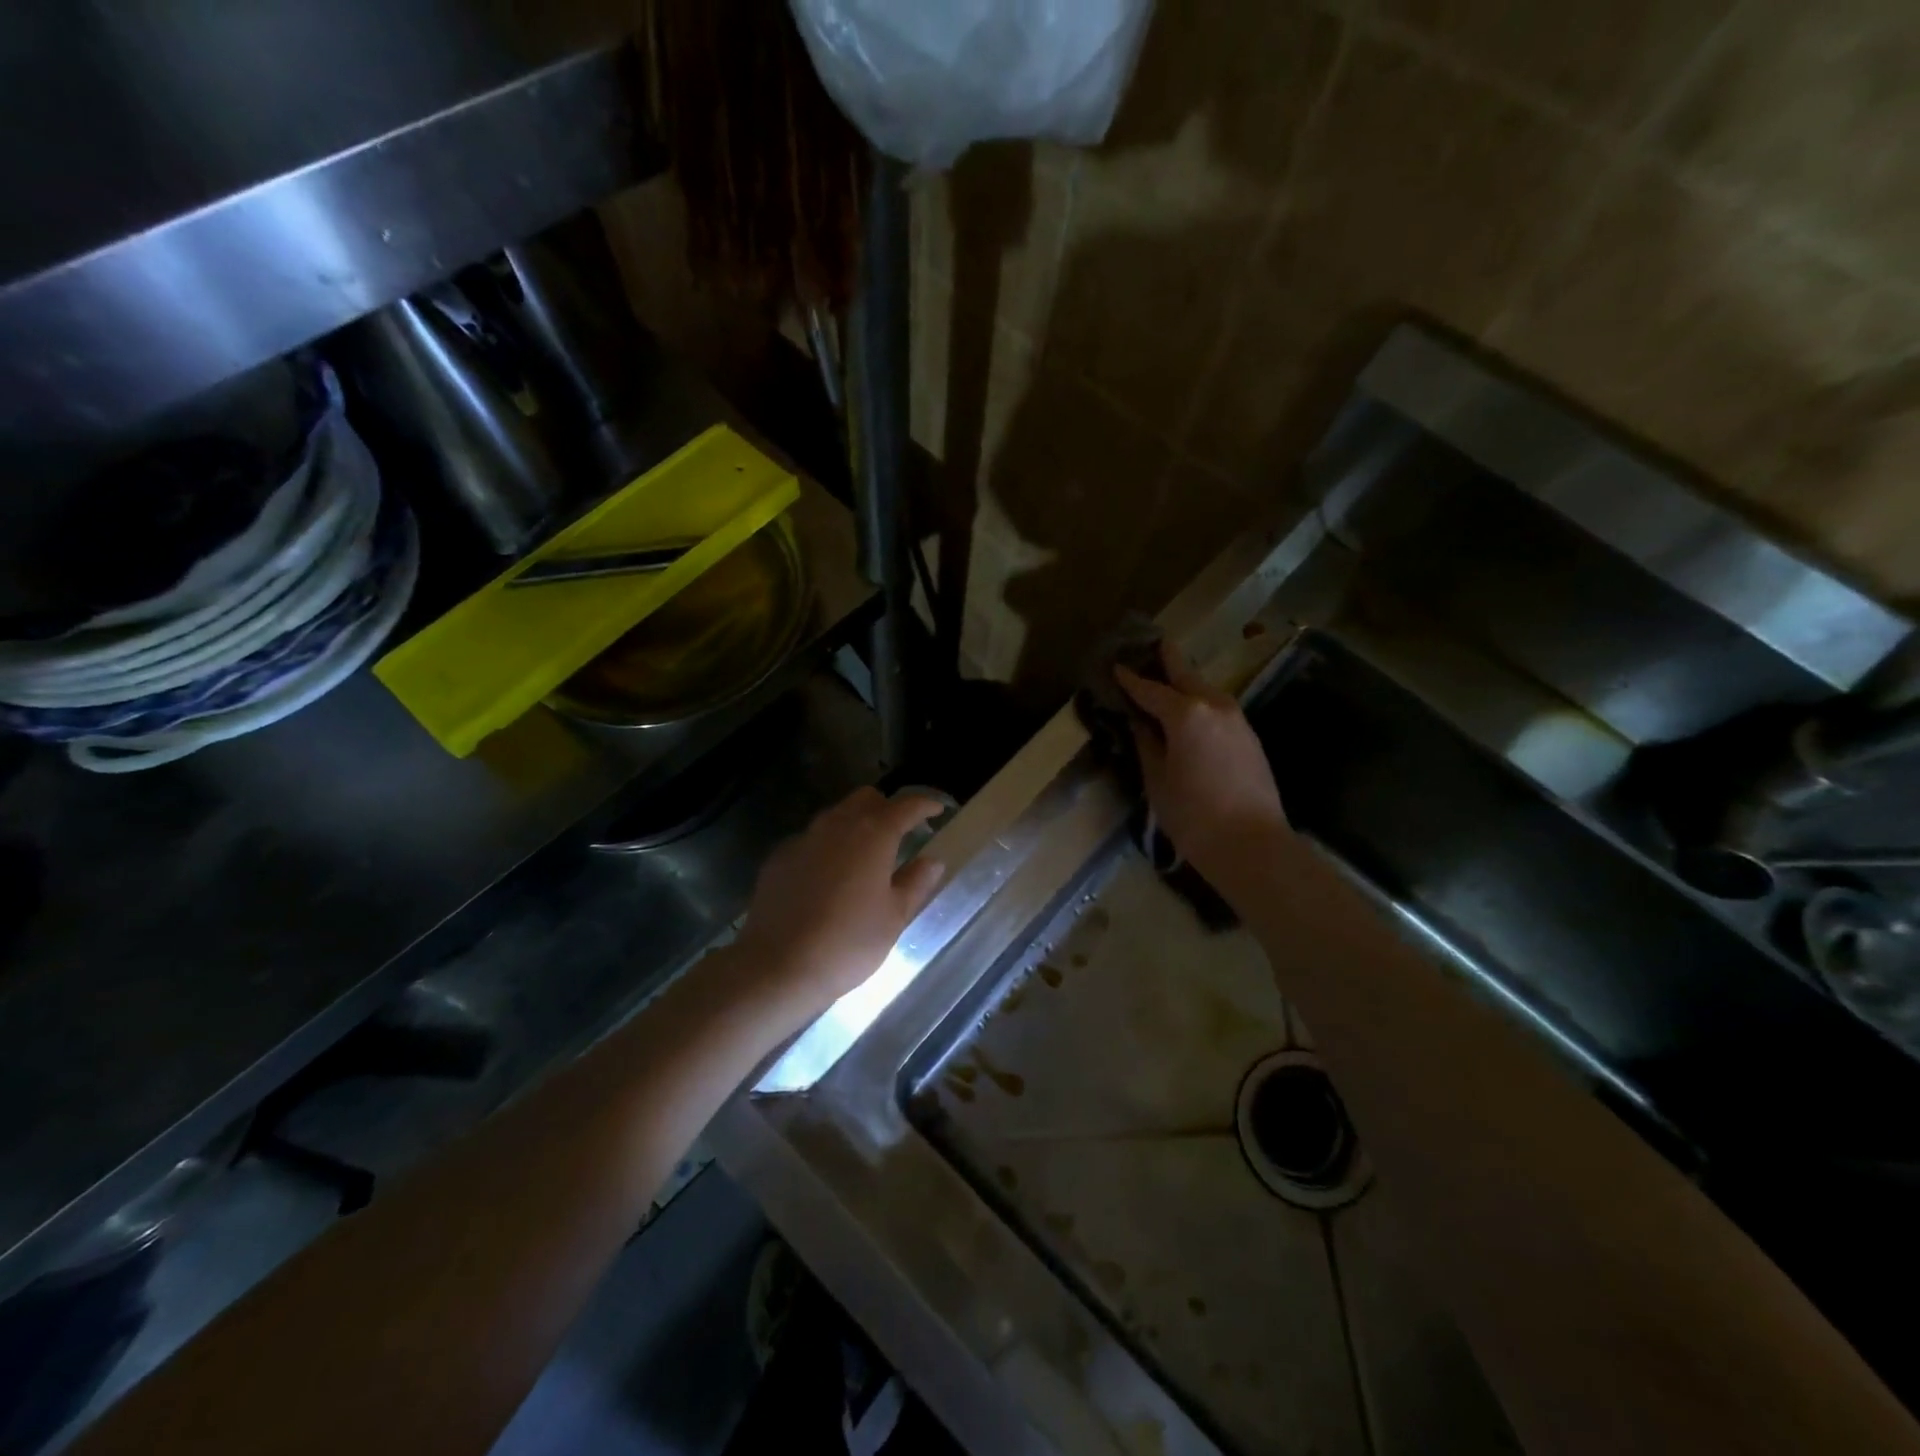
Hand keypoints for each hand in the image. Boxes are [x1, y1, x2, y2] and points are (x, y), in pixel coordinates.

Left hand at [730, 788, 947, 1020]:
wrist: (777, 966)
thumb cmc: (848, 943)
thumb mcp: (894, 917)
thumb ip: (915, 883)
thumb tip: (932, 861)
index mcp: (873, 834)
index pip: (905, 805)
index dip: (925, 804)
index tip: (938, 810)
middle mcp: (837, 825)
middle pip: (866, 799)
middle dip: (887, 808)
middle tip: (901, 832)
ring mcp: (804, 838)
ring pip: (836, 815)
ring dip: (855, 823)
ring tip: (866, 852)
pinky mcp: (779, 856)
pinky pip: (811, 838)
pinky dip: (828, 845)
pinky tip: (830, 874)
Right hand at [1115, 641, 1291, 879]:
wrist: (1252, 845)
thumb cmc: (1193, 815)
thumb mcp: (1157, 780)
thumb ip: (1146, 744)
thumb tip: (1139, 723)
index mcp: (1186, 713)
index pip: (1150, 689)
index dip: (1130, 679)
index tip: (1116, 665)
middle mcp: (1214, 705)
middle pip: (1185, 675)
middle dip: (1166, 660)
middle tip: (1148, 645)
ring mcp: (1237, 719)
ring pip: (1205, 690)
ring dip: (1185, 682)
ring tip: (1164, 680)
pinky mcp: (1249, 737)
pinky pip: (1217, 709)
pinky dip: (1199, 703)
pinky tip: (1187, 713)